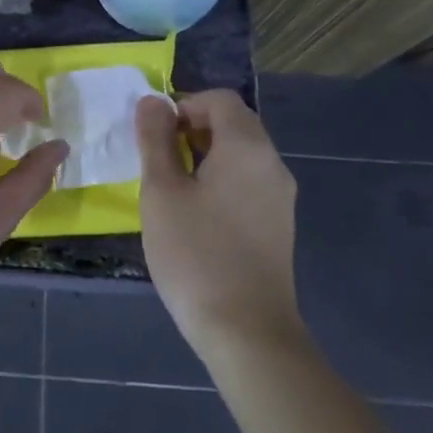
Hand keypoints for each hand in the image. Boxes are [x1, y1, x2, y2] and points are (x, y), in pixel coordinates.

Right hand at [135, 90, 301, 356]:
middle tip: (158, 159)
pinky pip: (248, 182)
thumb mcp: (162, 192)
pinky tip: (195, 215)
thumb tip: (152, 102)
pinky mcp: (278, 225)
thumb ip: (155, 140)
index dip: (183, 105)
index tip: (155, 136)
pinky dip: (221, 180)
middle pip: (234, 123)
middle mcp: (272, 164)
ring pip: (241, 154)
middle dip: (193, 129)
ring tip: (171, 188)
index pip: (219, 100)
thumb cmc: (195, 254)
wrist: (247, 332)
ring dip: (205, 155)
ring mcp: (280, 197)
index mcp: (247, 148)